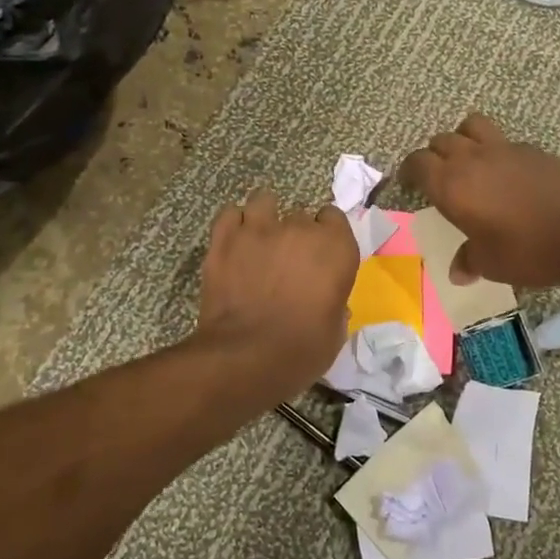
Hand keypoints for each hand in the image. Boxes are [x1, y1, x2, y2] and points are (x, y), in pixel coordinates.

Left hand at [196, 189, 359, 395]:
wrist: (247, 357)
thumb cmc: (302, 350)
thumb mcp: (335, 331)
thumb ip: (334, 304)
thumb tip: (327, 300)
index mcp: (335, 247)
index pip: (334, 218)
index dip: (326, 234)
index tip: (320, 254)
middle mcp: (300, 229)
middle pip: (300, 214)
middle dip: (295, 233)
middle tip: (287, 259)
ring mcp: (259, 229)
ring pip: (263, 201)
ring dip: (264, 217)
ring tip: (259, 239)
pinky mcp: (224, 239)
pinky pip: (230, 214)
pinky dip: (234, 224)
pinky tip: (235, 241)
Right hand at [401, 113, 559, 286]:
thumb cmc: (529, 249)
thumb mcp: (492, 264)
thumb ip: (469, 261)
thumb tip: (458, 271)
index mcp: (451, 186)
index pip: (417, 163)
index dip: (409, 172)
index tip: (409, 185)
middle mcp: (471, 159)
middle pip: (440, 141)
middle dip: (433, 155)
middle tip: (437, 177)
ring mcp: (503, 149)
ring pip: (470, 126)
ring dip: (461, 138)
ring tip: (468, 160)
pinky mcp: (531, 149)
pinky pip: (501, 139)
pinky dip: (494, 149)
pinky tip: (505, 173)